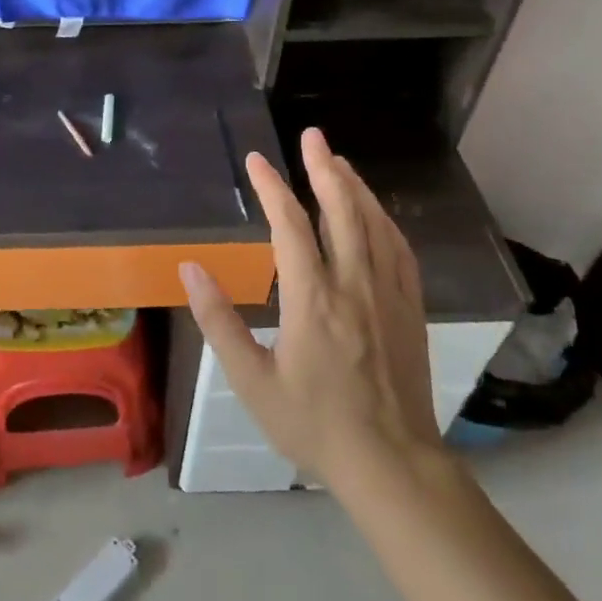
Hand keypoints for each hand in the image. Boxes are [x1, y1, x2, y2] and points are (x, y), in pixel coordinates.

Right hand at [180, 127, 439, 493]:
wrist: (391, 464)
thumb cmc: (313, 424)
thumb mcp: (251, 380)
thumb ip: (219, 321)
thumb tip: (191, 268)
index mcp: (313, 299)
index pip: (290, 226)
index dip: (272, 188)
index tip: (257, 160)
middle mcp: (354, 285)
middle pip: (342, 211)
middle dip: (324, 168)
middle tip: (312, 136)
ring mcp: (389, 295)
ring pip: (374, 224)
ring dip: (355, 187)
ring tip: (339, 161)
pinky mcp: (410, 309)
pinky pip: (399, 251)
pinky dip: (384, 220)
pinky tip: (376, 213)